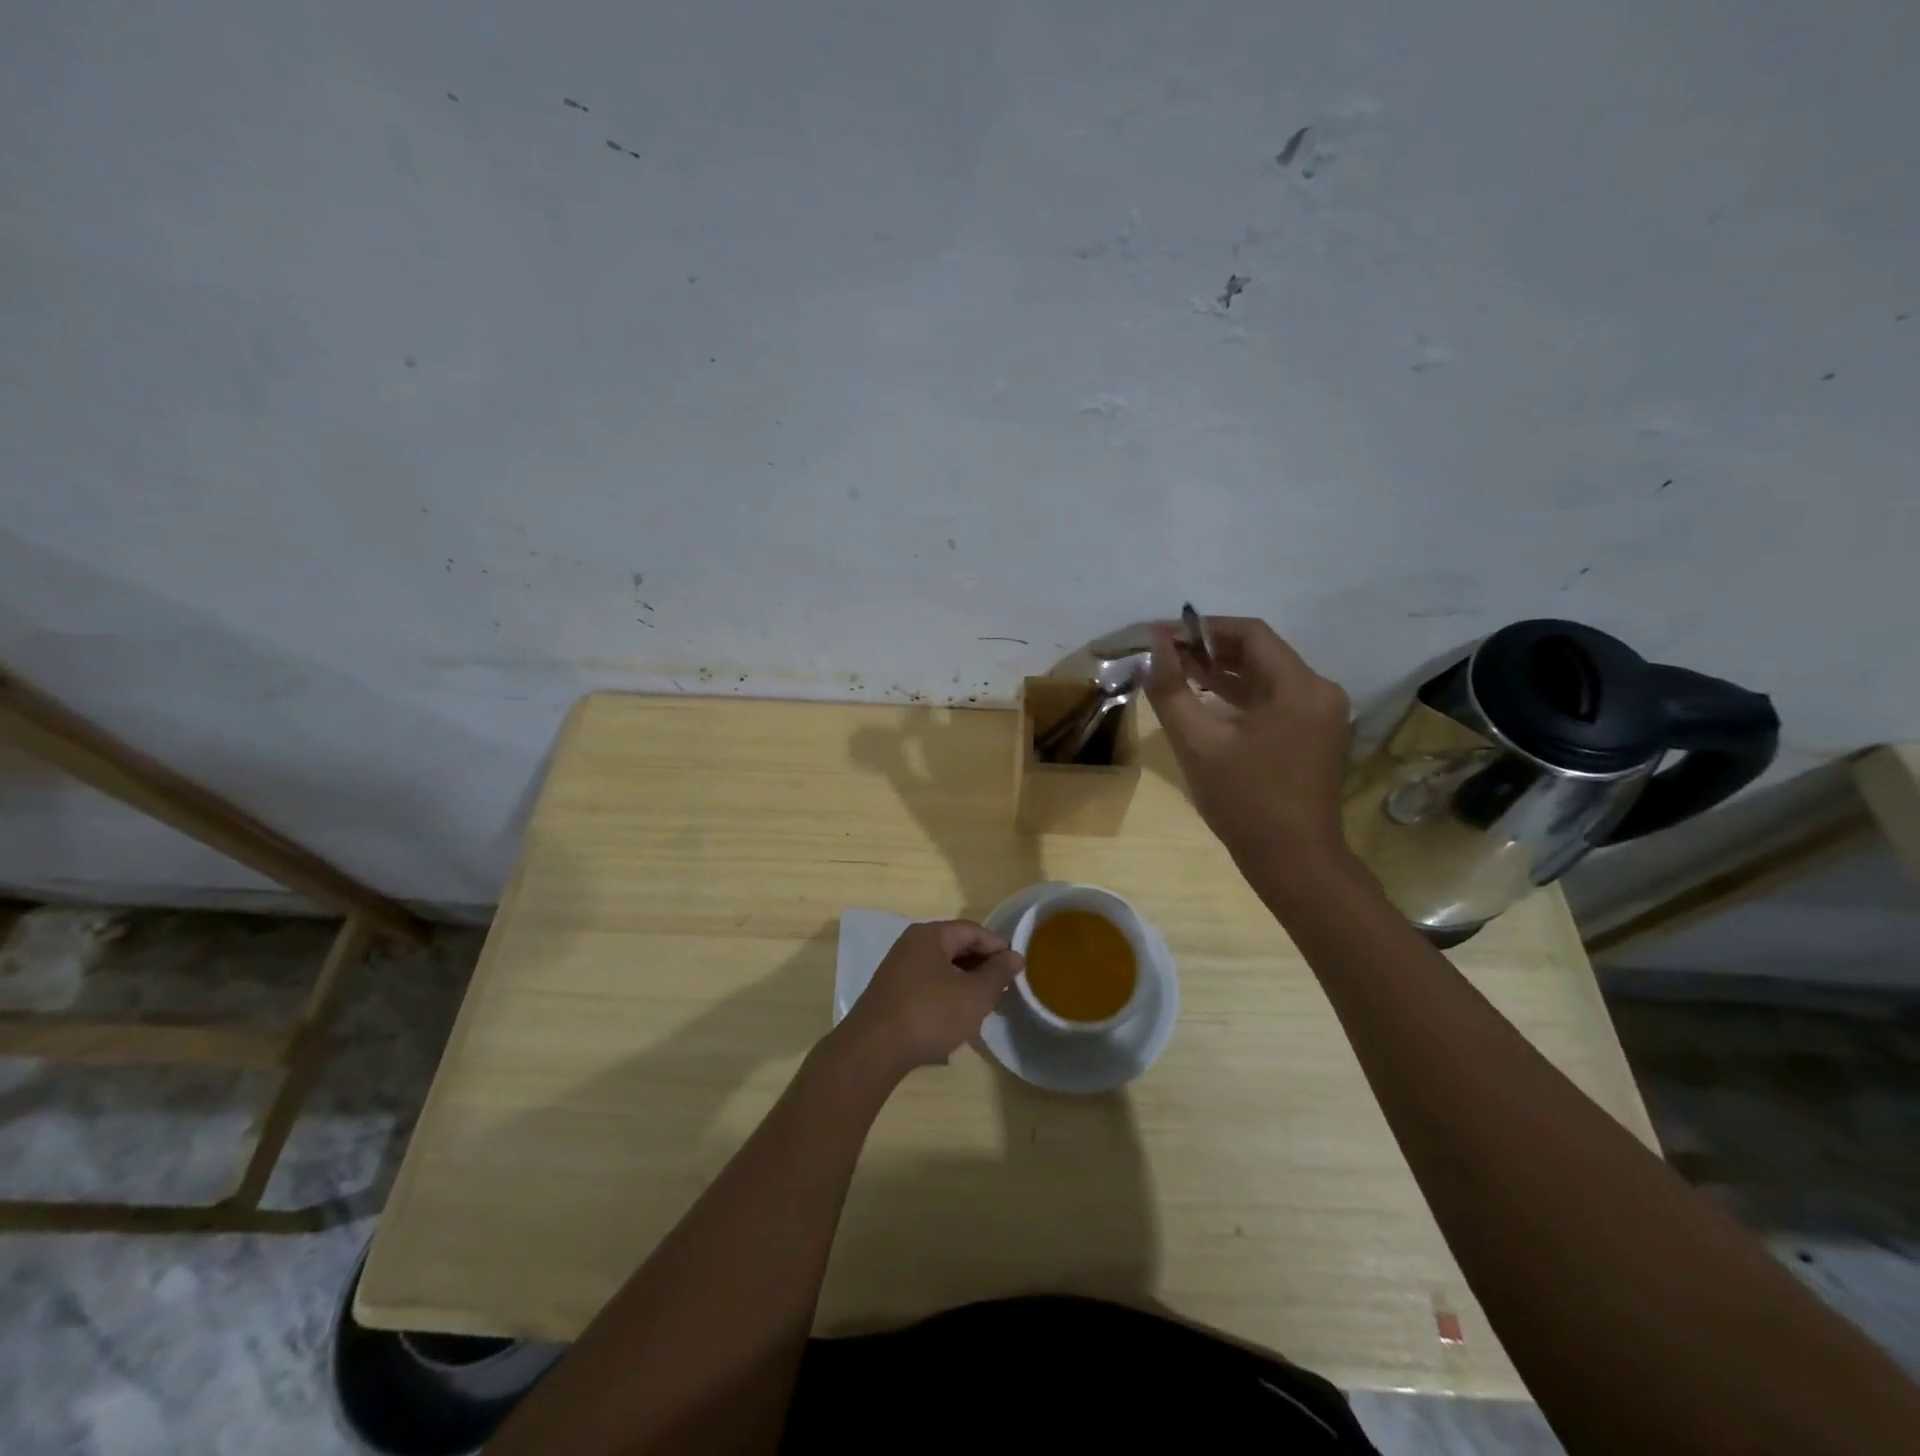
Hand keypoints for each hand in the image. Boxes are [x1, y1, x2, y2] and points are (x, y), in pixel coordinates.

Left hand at [835, 920, 1023, 1078]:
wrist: (873, 1050)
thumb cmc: (930, 1014)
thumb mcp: (974, 995)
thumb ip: (997, 973)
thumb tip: (1015, 956)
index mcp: (930, 935)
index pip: (972, 930)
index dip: (998, 947)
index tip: (1017, 968)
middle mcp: (911, 945)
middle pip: (955, 947)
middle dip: (981, 967)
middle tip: (1003, 989)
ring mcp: (897, 970)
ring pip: (941, 969)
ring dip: (965, 984)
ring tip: (984, 1006)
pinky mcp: (890, 994)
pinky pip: (927, 986)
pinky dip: (946, 997)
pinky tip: (956, 1020)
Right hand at [1144, 616, 1351, 871]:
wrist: (1293, 862)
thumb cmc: (1245, 802)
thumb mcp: (1199, 744)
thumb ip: (1173, 690)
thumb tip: (1154, 646)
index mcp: (1300, 687)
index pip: (1250, 634)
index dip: (1203, 628)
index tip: (1163, 635)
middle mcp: (1318, 691)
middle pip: (1260, 652)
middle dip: (1210, 649)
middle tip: (1165, 654)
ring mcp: (1319, 714)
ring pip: (1265, 676)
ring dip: (1222, 672)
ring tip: (1176, 671)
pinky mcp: (1312, 734)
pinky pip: (1272, 700)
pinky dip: (1238, 695)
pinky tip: (1203, 697)